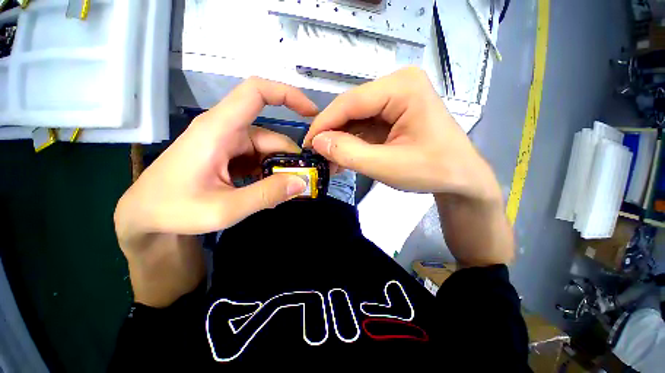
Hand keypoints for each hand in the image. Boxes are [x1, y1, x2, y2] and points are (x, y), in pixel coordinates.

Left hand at [115, 78, 316, 250]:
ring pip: (267, 151)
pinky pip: (259, 160)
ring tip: (283, 195)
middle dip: (290, 160)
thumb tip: (301, 182)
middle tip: (302, 184)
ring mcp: (228, 144)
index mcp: (219, 129)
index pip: (256, 92)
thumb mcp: (224, 209)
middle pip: (271, 137)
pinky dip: (269, 174)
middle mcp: (226, 131)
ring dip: (279, 171)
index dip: (288, 95)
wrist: (145, 216)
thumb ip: (266, 195)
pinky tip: (270, 192)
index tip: (313, 113)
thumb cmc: (175, 209)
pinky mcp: (229, 156)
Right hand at [303, 67, 500, 202]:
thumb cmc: (433, 171)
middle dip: (332, 134)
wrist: (461, 178)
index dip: (324, 123)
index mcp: (402, 88)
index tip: (308, 144)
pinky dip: (352, 143)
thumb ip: (349, 153)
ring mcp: (396, 99)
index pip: (351, 102)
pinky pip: (364, 126)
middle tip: (317, 156)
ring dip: (341, 141)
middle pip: (352, 109)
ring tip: (329, 162)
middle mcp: (398, 85)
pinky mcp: (393, 114)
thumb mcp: (387, 166)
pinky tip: (343, 158)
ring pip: (355, 119)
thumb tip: (318, 142)